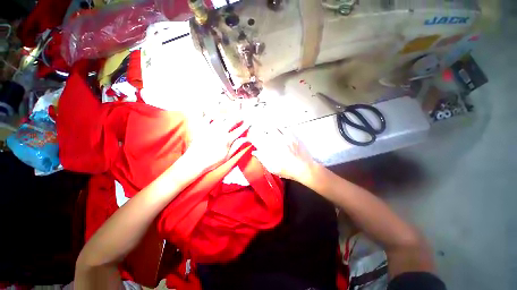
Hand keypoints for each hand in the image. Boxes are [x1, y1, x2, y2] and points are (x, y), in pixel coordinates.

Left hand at [182, 116, 249, 174]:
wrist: (195, 162)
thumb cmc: (212, 161)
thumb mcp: (227, 156)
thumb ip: (237, 146)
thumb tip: (246, 139)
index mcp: (227, 139)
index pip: (239, 130)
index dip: (245, 126)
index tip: (249, 122)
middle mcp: (220, 131)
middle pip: (231, 120)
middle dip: (238, 117)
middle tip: (241, 116)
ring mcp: (210, 128)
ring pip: (221, 117)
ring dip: (227, 115)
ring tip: (230, 115)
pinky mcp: (201, 128)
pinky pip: (206, 117)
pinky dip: (211, 114)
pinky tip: (214, 115)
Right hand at [249, 127, 317, 181]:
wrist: (305, 168)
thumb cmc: (288, 170)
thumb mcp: (273, 168)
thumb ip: (263, 159)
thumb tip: (255, 152)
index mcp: (269, 151)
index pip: (256, 139)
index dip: (251, 136)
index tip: (249, 135)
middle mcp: (276, 142)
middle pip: (263, 130)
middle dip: (257, 128)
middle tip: (255, 128)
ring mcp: (284, 137)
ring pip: (273, 126)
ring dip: (267, 125)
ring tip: (264, 125)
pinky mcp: (292, 135)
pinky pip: (284, 127)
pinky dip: (279, 126)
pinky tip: (277, 127)